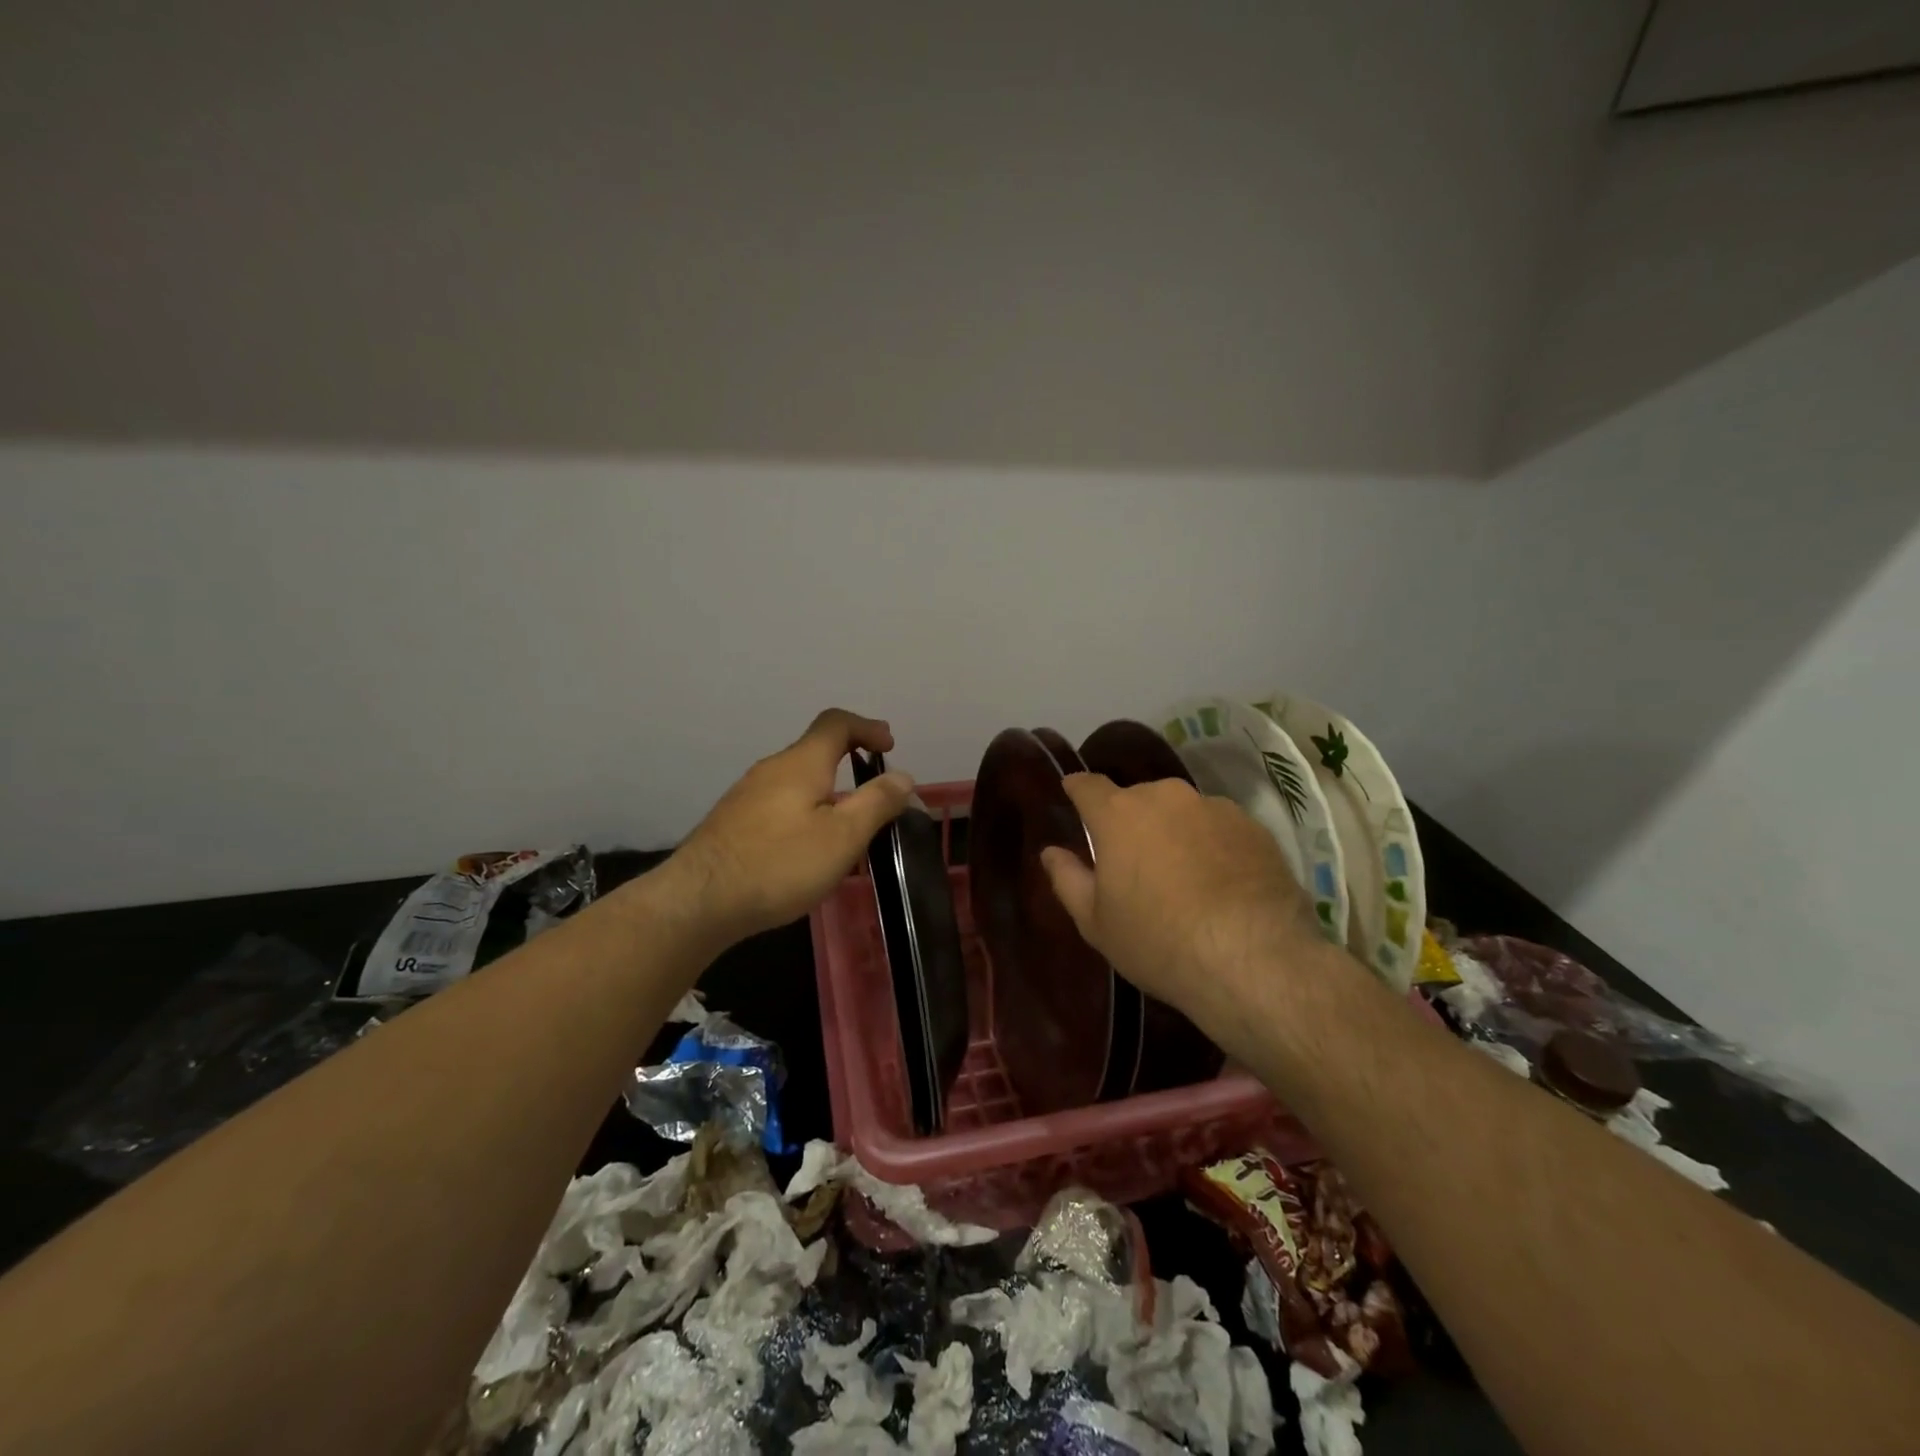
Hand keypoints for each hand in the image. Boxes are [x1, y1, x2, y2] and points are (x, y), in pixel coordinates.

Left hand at [670, 709, 914, 940]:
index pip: (836, 723)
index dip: (867, 727)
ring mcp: (747, 795)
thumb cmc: (779, 864)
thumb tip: (903, 776)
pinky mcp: (733, 822)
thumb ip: (877, 802)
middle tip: (876, 792)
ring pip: (797, 780)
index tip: (889, 746)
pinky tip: (807, 848)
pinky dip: (805, 810)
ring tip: (847, 827)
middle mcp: (771, 769)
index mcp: (802, 763)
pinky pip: (779, 803)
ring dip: (828, 791)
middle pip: (816, 751)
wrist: (699, 901)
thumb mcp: (843, 836)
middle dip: (850, 761)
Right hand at [1039, 774, 1323, 1031]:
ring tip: (1184, 876)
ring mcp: (1215, 808)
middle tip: (1134, 859)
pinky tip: (1222, 884)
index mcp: (1119, 814)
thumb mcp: (1097, 923)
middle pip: (1138, 799)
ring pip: (1182, 812)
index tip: (1072, 793)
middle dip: (1131, 821)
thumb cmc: (1158, 941)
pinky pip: (1220, 828)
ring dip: (1175, 832)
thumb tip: (1051, 852)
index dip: (1077, 789)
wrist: (1254, 959)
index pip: (1087, 785)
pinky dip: (1213, 846)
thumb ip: (1067, 879)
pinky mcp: (1255, 827)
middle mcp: (1166, 797)